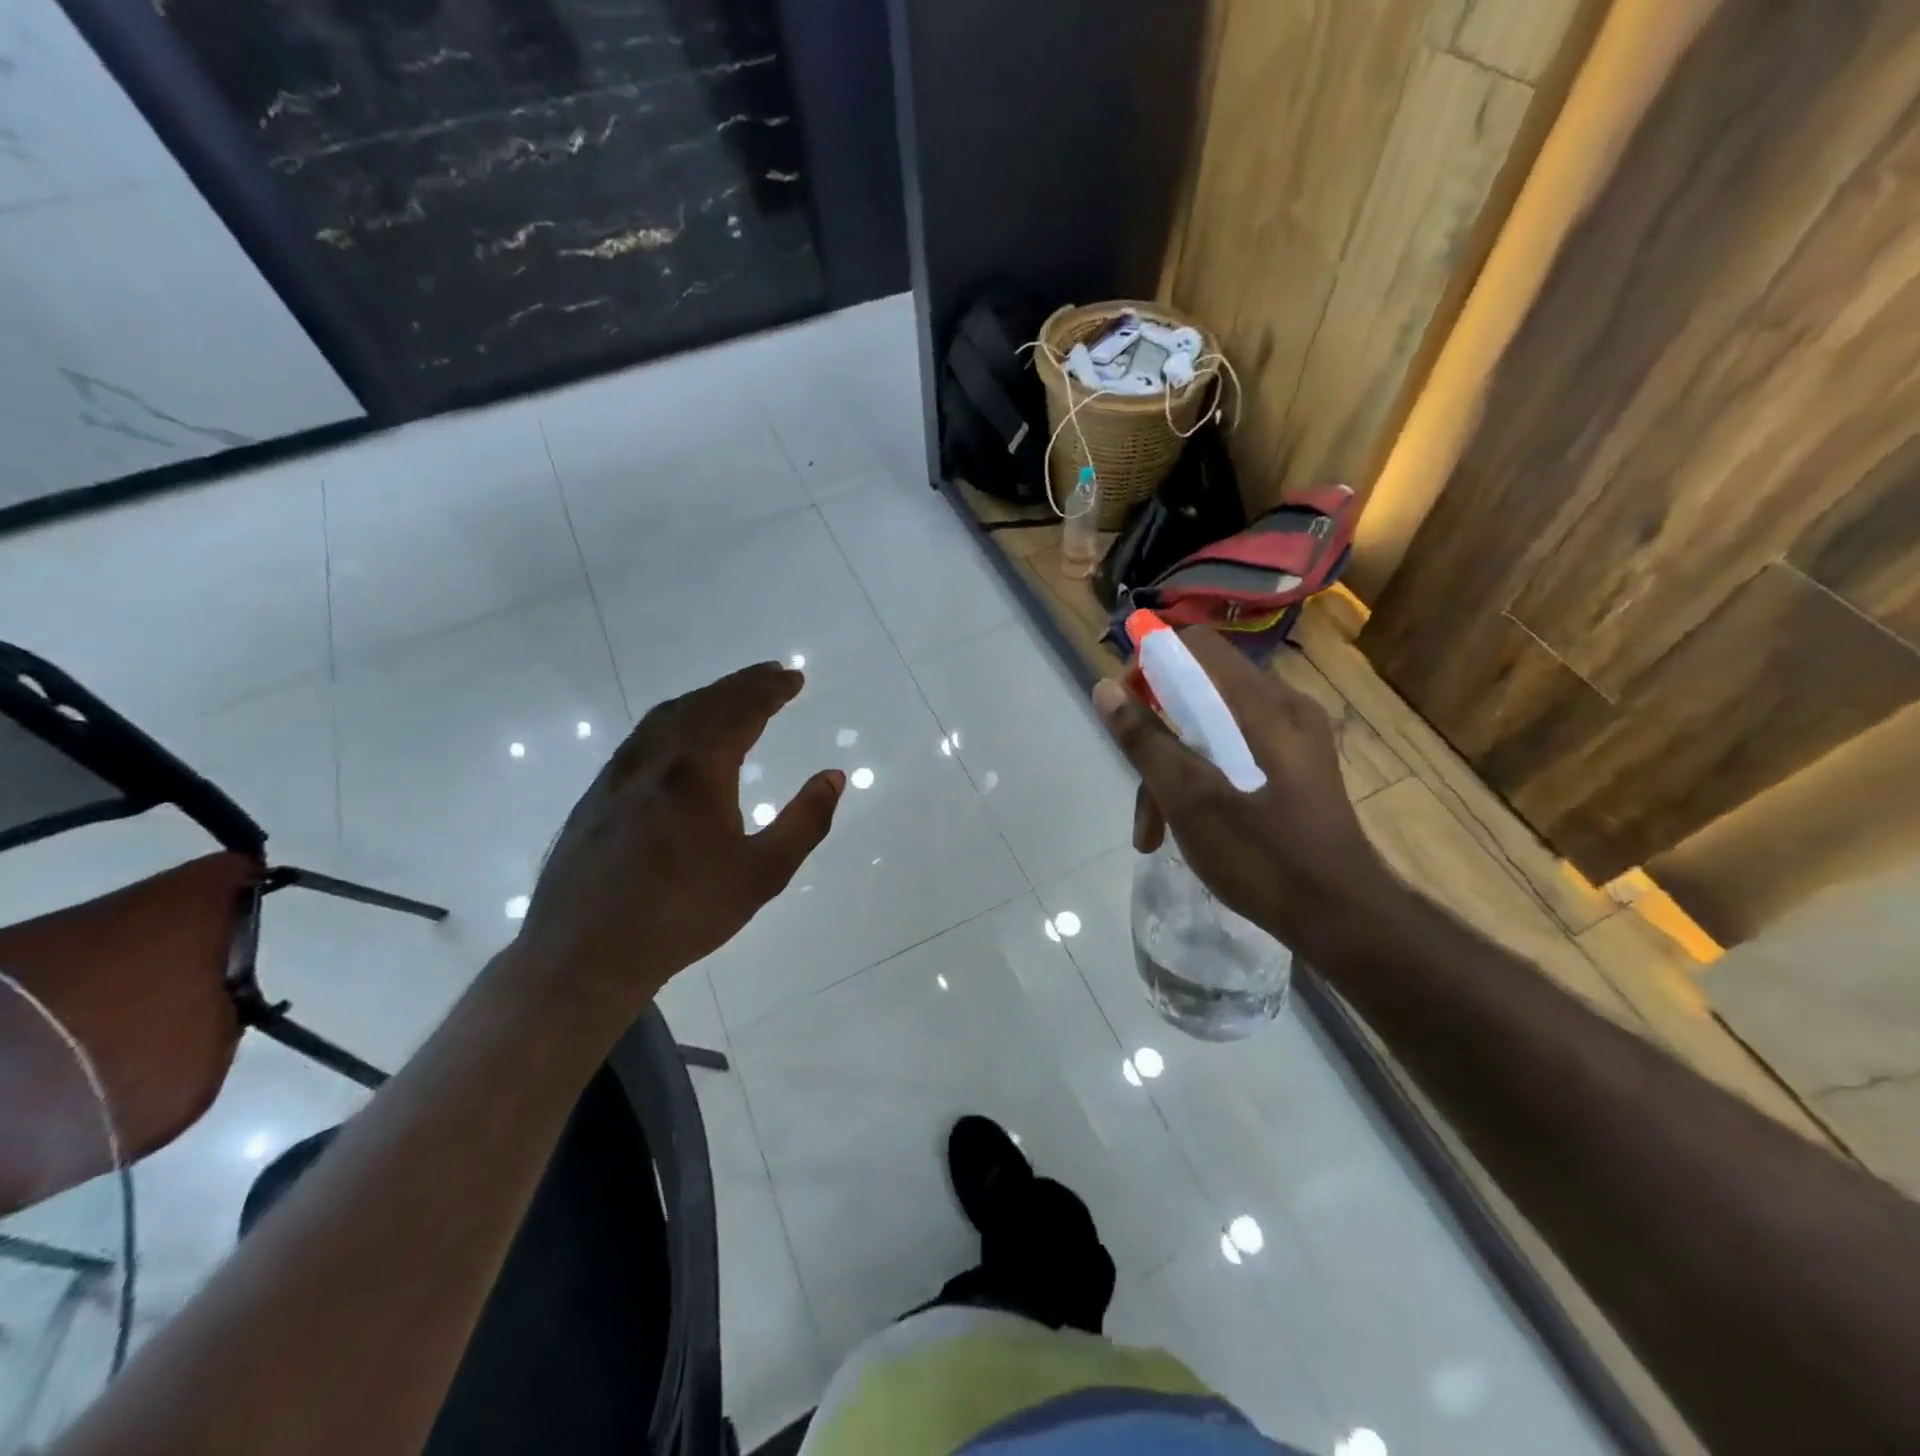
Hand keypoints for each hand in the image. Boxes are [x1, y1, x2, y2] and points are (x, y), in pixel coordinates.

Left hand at [515, 662, 843, 1012]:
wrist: (586, 954)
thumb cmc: (684, 914)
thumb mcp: (763, 874)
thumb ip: (805, 821)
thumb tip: (833, 776)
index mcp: (698, 770)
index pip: (741, 711)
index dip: (770, 690)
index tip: (794, 677)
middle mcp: (656, 757)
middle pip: (704, 704)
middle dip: (742, 684)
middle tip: (771, 674)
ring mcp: (620, 773)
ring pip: (667, 715)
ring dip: (705, 697)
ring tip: (731, 695)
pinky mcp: (597, 793)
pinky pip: (643, 735)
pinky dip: (674, 718)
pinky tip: (678, 736)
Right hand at [1094, 627, 1398, 962]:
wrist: (1343, 919)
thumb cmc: (1264, 856)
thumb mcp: (1190, 800)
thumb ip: (1146, 740)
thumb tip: (1105, 688)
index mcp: (1263, 704)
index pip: (1194, 646)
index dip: (1150, 666)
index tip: (1127, 715)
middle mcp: (1284, 707)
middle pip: (1200, 691)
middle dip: (1158, 737)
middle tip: (1140, 794)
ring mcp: (1296, 738)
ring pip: (1214, 728)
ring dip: (1176, 769)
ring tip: (1154, 832)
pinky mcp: (1298, 767)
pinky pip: (1237, 751)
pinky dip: (1205, 778)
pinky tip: (1190, 826)